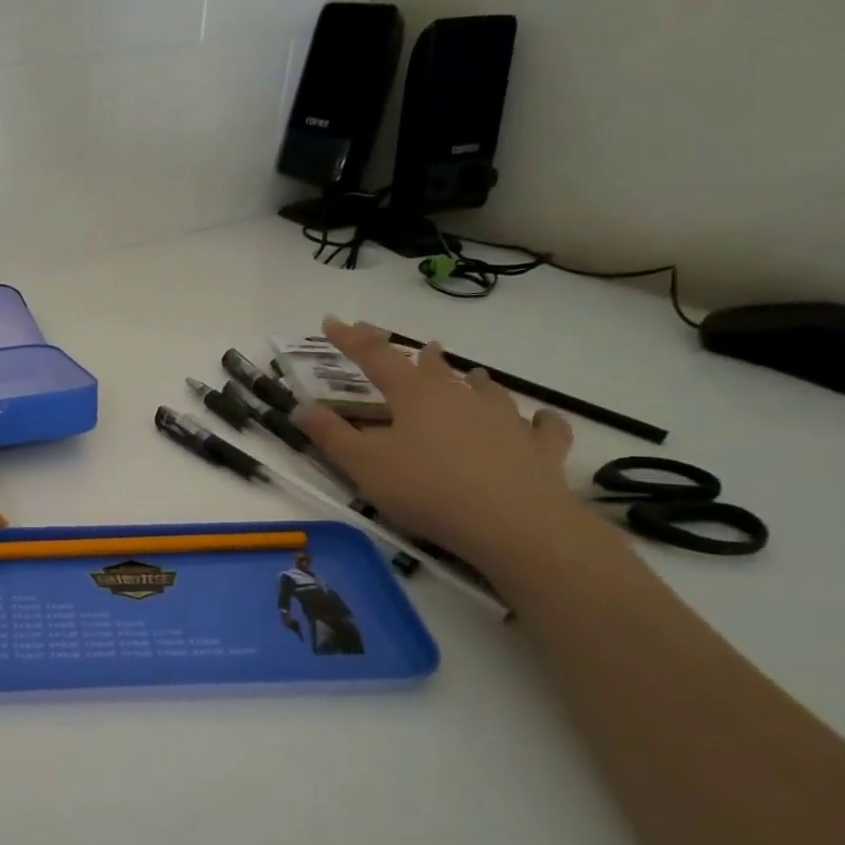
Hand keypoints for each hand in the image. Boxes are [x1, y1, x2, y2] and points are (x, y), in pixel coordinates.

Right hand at [297, 319, 587, 570]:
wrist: (513, 523)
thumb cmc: (427, 491)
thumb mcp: (364, 467)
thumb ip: (331, 436)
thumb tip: (301, 407)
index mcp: (415, 397)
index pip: (376, 358)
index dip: (351, 339)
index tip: (333, 321)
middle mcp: (460, 397)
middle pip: (435, 369)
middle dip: (418, 357)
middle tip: (417, 348)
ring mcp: (505, 420)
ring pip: (487, 391)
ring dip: (474, 381)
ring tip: (473, 374)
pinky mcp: (538, 448)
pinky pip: (542, 427)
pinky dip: (539, 421)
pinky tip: (541, 420)